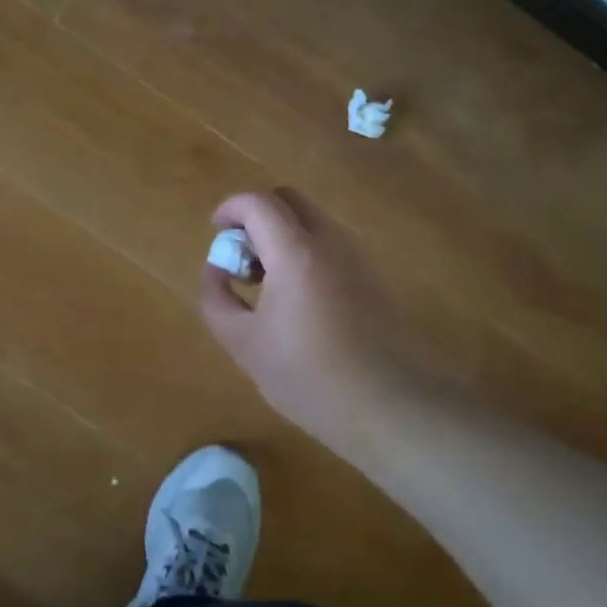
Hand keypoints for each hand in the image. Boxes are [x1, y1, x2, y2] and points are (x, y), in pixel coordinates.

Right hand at [200, 189, 435, 452]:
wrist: (390, 406)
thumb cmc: (309, 377)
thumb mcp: (243, 344)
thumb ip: (217, 299)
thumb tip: (216, 269)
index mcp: (296, 252)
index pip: (258, 203)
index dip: (230, 208)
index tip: (215, 231)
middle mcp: (330, 241)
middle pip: (288, 200)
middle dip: (258, 216)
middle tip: (243, 257)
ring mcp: (357, 256)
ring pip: (312, 220)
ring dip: (283, 234)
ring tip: (267, 283)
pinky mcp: (373, 276)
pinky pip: (330, 244)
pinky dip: (305, 251)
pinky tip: (298, 300)